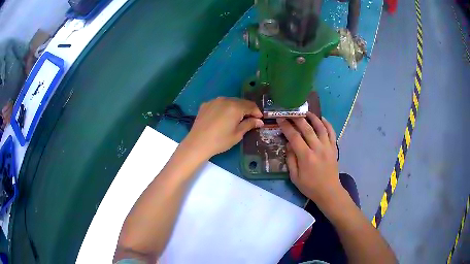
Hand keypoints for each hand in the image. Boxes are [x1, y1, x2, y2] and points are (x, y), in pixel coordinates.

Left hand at [182, 97, 263, 159]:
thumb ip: (249, 124)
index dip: (257, 112)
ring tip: (237, 118)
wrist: (197, 143)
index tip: (260, 119)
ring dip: (236, 108)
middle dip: (247, 109)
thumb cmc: (220, 141)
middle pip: (240, 102)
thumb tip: (259, 121)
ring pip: (229, 101)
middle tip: (250, 119)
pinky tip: (223, 117)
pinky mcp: (206, 104)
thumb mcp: (237, 134)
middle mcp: (225, 100)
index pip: (250, 105)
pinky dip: (224, 108)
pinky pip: (219, 103)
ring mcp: (214, 101)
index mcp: (235, 107)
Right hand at [277, 113, 340, 207]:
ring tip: (306, 112)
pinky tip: (322, 119)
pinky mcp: (334, 148)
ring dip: (313, 118)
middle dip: (297, 119)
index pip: (294, 137)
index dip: (286, 126)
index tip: (280, 118)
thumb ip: (290, 159)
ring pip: (320, 127)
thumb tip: (288, 144)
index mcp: (306, 157)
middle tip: (290, 113)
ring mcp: (327, 147)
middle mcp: (317, 148)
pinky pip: (332, 132)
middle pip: (307, 128)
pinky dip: (327, 124)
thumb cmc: (310, 186)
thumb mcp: (294, 177)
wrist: (329, 191)